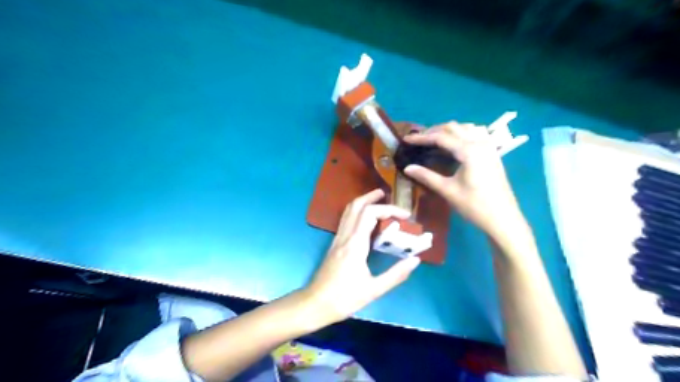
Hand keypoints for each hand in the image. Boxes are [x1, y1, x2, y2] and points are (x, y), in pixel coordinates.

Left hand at [304, 188, 420, 324]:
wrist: (315, 304)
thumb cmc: (344, 298)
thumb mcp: (374, 290)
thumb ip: (396, 274)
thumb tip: (415, 260)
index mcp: (355, 244)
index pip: (370, 213)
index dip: (389, 209)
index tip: (406, 215)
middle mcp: (345, 236)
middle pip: (356, 206)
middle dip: (372, 196)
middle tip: (386, 194)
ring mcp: (337, 239)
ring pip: (348, 211)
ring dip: (363, 201)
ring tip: (378, 200)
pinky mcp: (335, 244)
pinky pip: (346, 220)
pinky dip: (357, 212)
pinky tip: (367, 220)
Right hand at [402, 121, 523, 240]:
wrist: (503, 219)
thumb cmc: (474, 206)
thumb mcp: (448, 190)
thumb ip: (427, 176)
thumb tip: (407, 168)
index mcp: (469, 151)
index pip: (440, 137)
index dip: (422, 137)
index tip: (406, 139)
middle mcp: (480, 143)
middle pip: (453, 127)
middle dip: (434, 131)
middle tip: (418, 140)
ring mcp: (489, 147)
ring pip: (466, 128)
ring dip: (449, 130)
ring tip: (435, 140)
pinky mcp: (493, 153)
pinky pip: (476, 134)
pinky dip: (463, 133)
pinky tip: (456, 144)